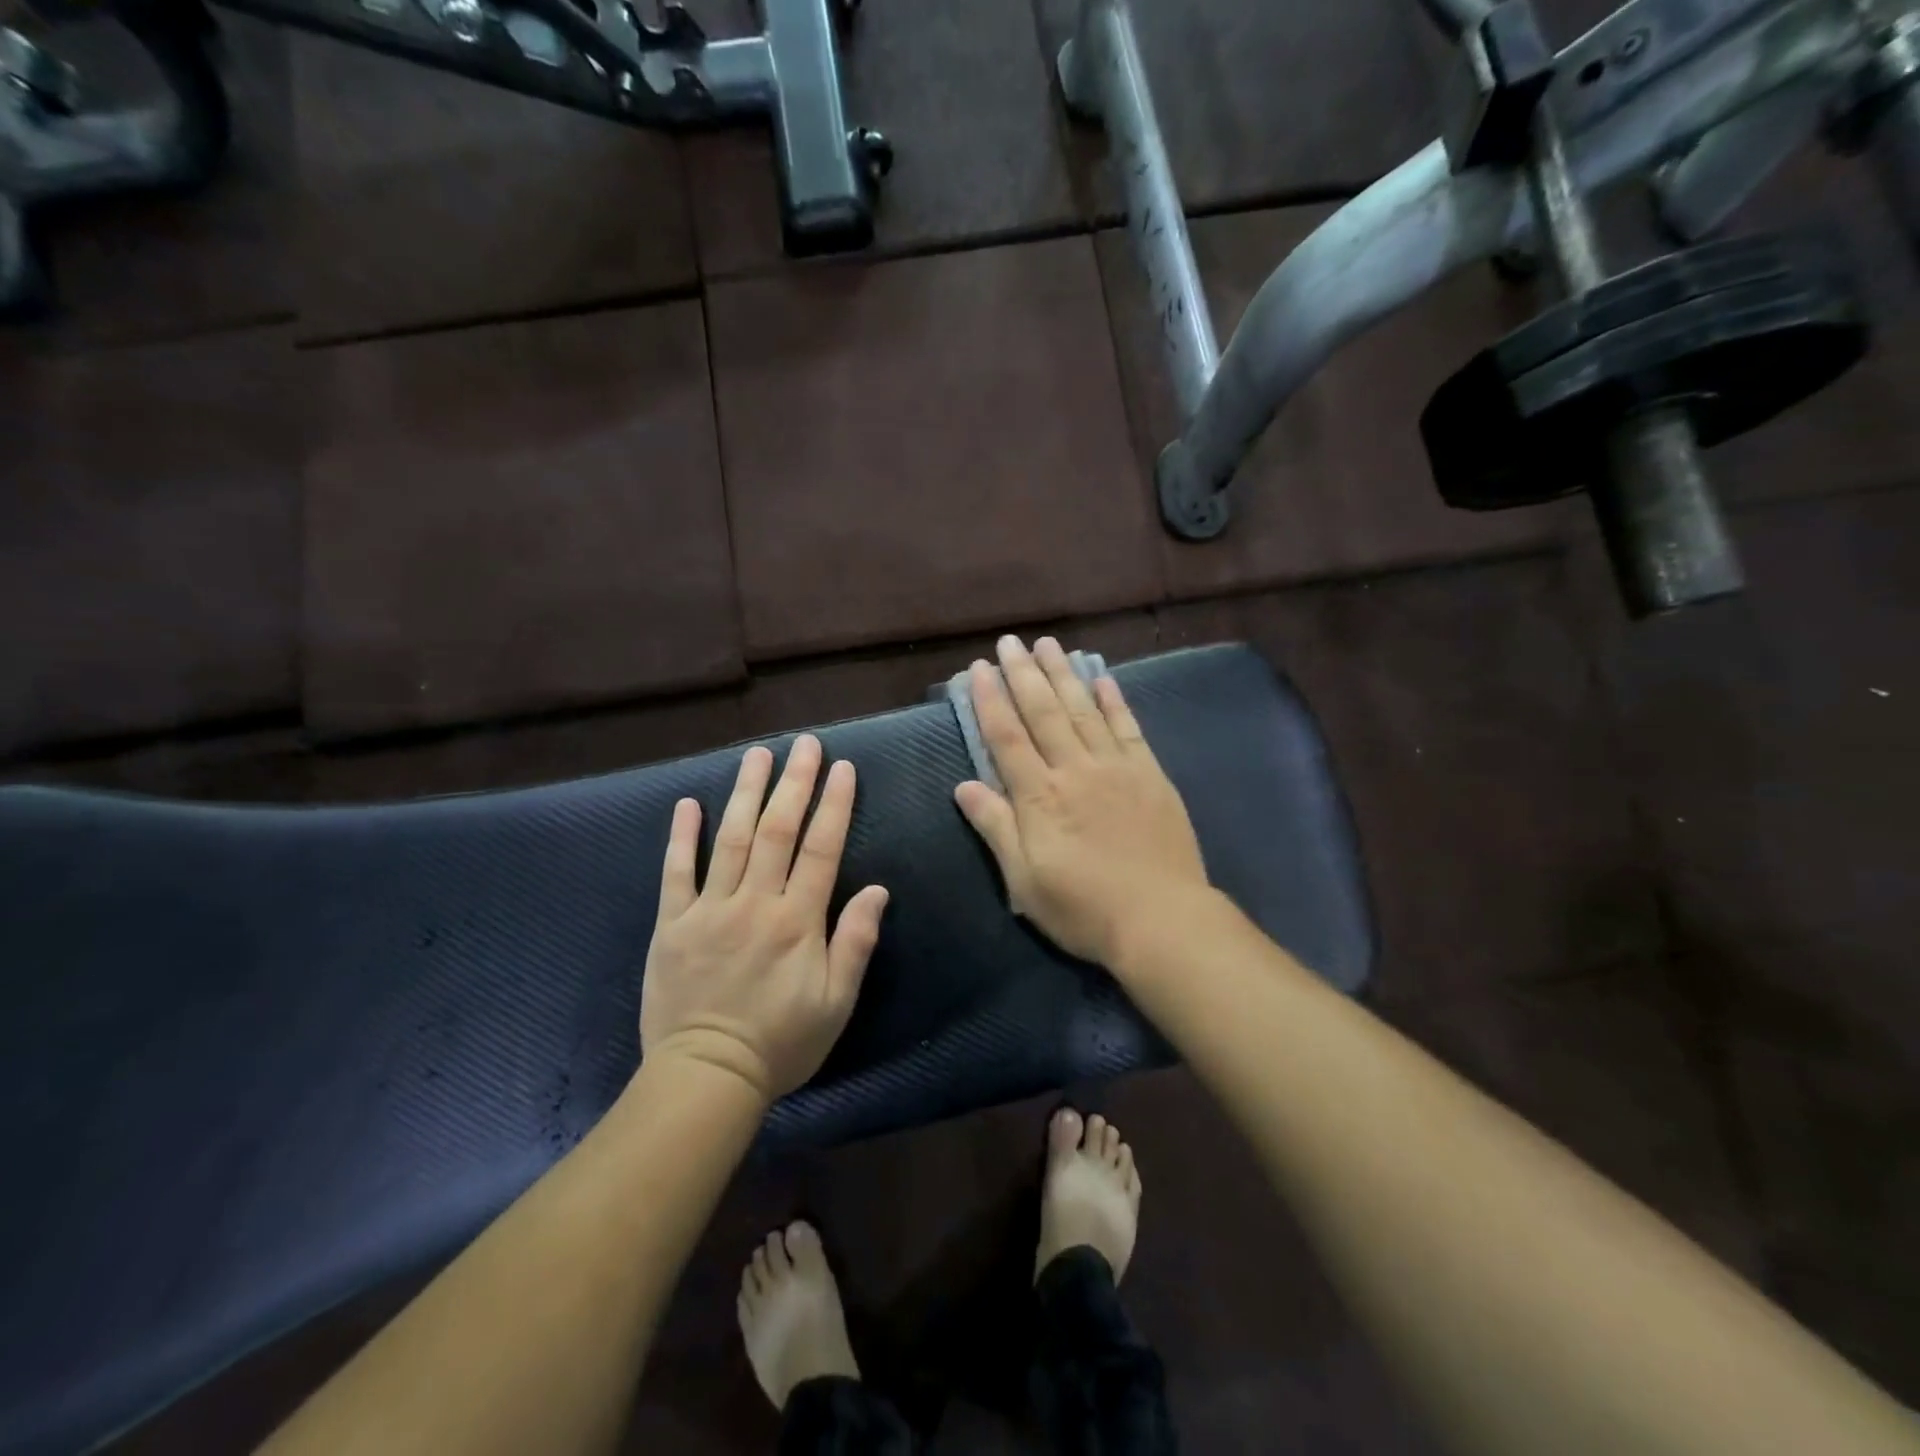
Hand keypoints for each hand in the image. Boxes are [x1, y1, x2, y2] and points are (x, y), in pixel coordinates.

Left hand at [641, 735, 889, 1102]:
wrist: (707, 1077)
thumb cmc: (782, 1042)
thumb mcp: (837, 1002)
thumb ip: (855, 942)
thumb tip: (878, 889)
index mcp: (798, 920)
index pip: (822, 848)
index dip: (835, 805)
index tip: (843, 768)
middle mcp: (755, 903)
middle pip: (776, 831)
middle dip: (793, 783)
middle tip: (804, 744)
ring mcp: (709, 910)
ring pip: (729, 839)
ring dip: (744, 792)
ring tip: (756, 755)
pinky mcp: (672, 925)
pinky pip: (675, 873)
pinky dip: (681, 837)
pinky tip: (687, 804)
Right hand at [954, 636, 1209, 967]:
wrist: (1161, 919)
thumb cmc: (1083, 907)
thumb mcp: (1024, 880)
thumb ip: (995, 828)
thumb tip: (964, 785)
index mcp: (1039, 796)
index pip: (1007, 737)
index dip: (990, 700)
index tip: (979, 669)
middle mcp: (1075, 769)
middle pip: (1044, 712)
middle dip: (1024, 674)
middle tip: (1010, 641)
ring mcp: (1116, 768)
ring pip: (1084, 710)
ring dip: (1064, 675)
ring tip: (1049, 644)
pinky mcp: (1150, 775)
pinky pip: (1128, 728)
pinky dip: (1114, 701)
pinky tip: (1103, 679)